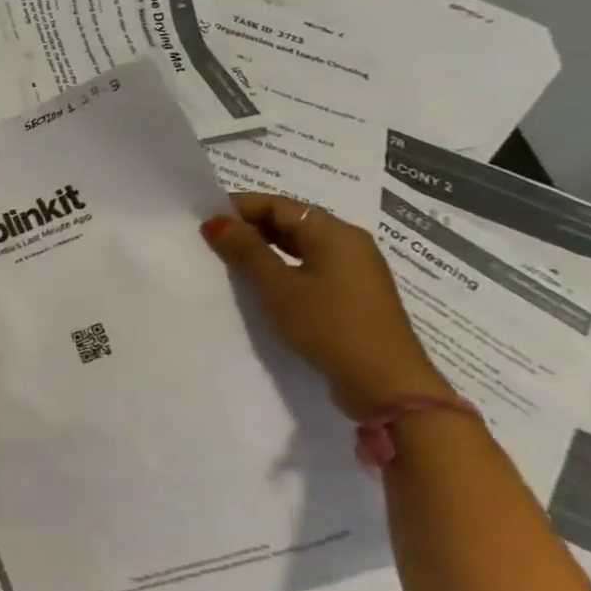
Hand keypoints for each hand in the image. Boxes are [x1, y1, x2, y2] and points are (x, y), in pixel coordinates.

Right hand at [202, 193, 455, 417]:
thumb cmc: (328, 325)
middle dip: (250, 227)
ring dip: (265, 249)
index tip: (204, 220)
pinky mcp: (354, 295)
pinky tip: (262, 284)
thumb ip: (245, 250)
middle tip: (211, 241)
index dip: (239, 208)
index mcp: (335, 233)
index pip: (278, 205)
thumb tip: (215, 222)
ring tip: (230, 262)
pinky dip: (283, 267)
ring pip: (301, 246)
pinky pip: (311, 267)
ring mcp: (355, 271)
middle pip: (292, 222)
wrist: (386, 384)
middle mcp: (349, 244)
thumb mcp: (277, 286)